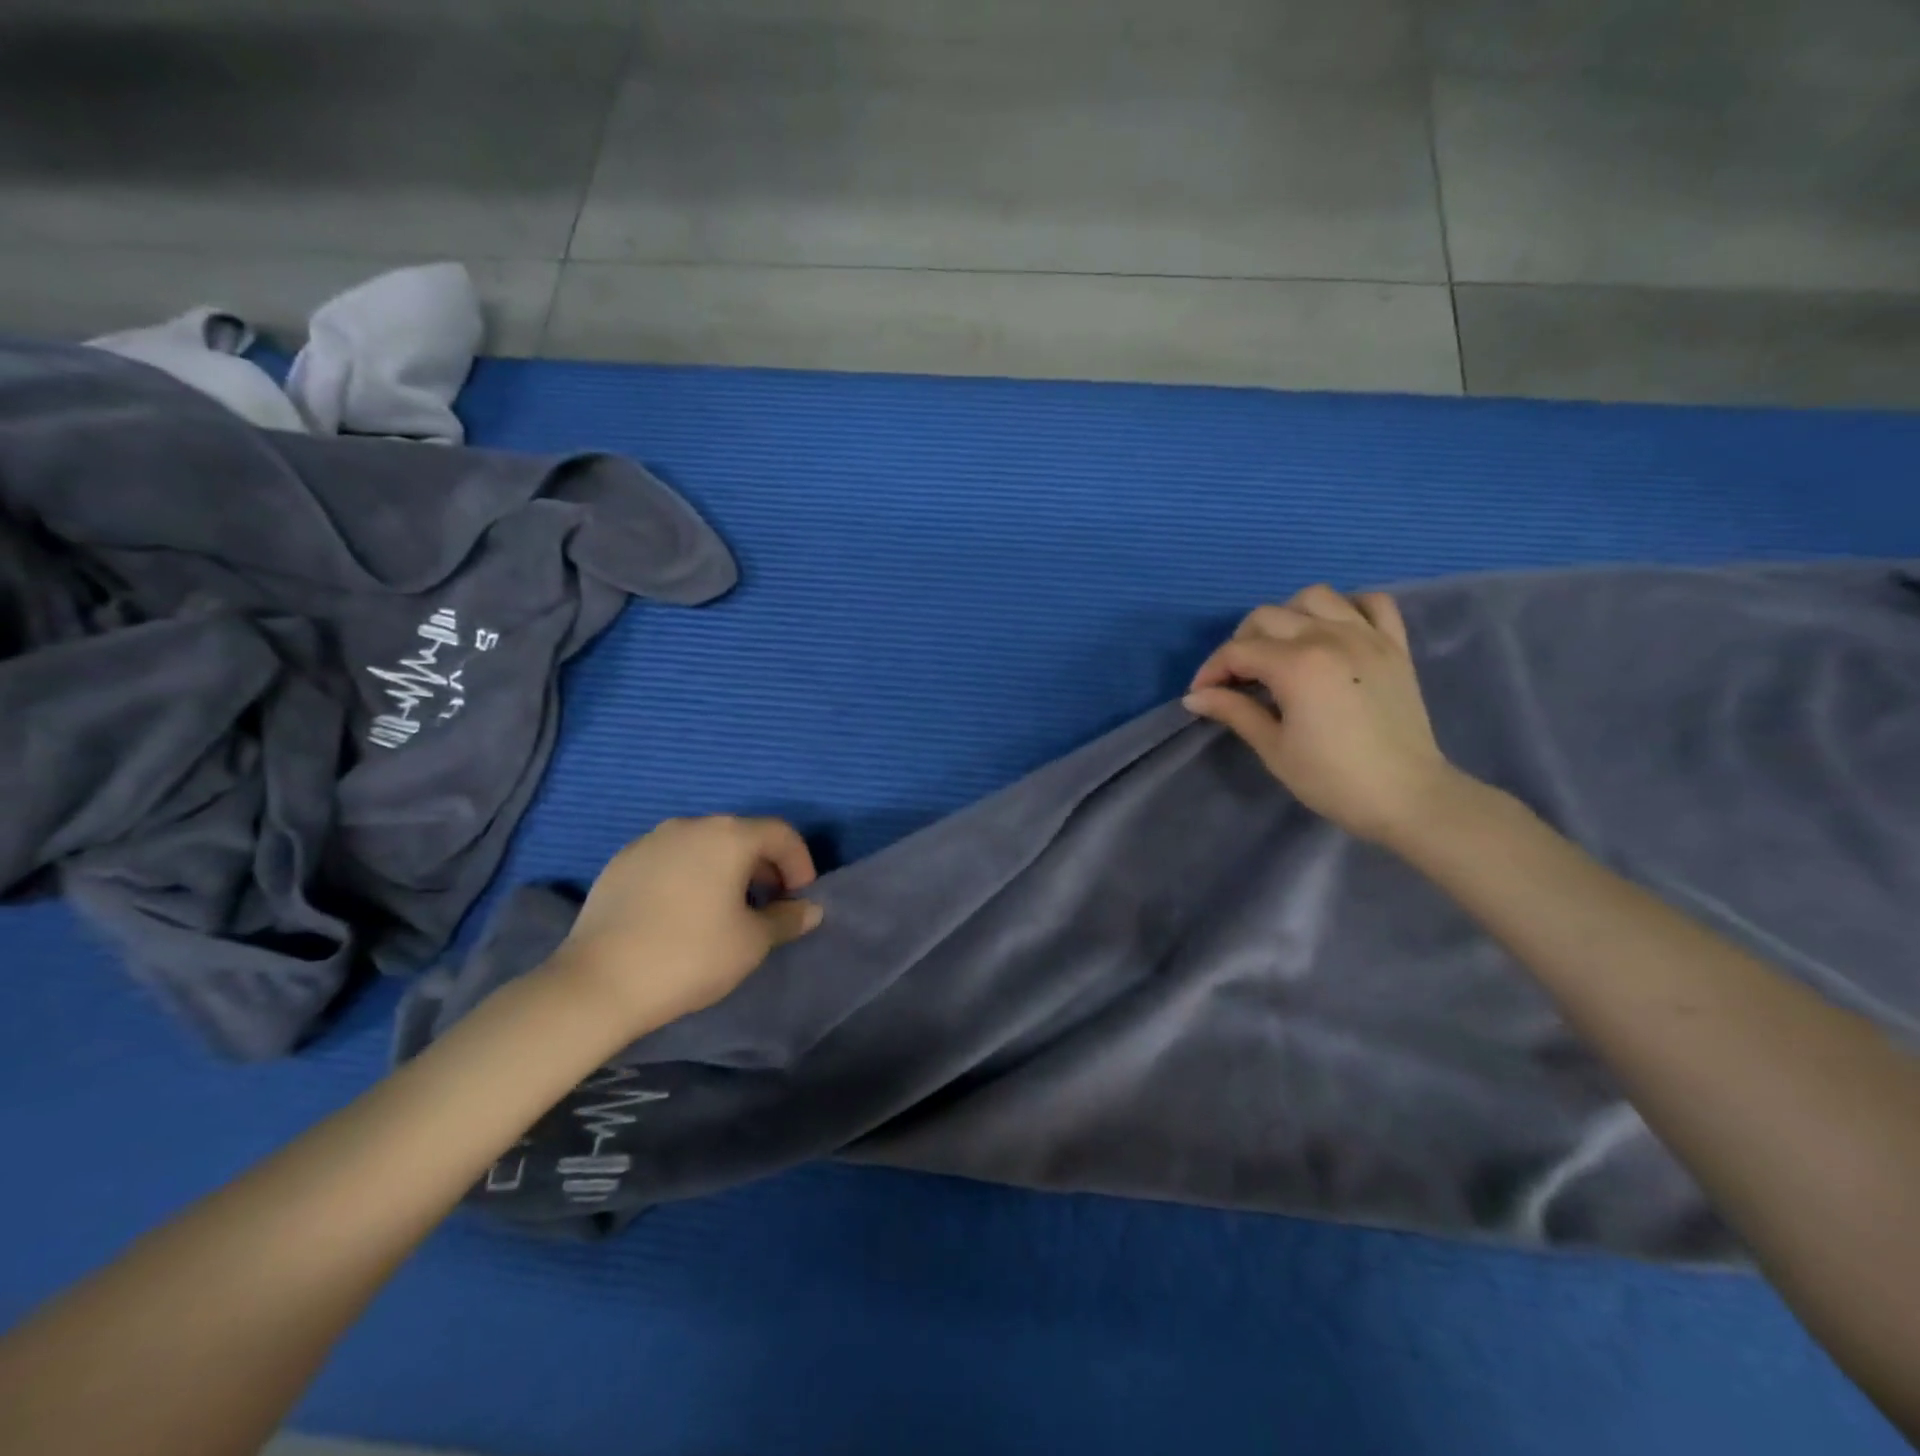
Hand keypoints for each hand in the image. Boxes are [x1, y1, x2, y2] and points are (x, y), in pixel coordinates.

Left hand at [548, 815, 823, 1034]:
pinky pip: (671, 859)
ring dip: (726, 870)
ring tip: (726, 910)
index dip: (800, 863)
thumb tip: (810, 909)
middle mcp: (690, 825)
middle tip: (769, 904)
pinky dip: (690, 875)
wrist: (598, 983)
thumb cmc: (690, 956)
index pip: (781, 834)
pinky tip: (683, 913)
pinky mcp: (621, 863)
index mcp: (728, 836)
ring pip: (704, 846)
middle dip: (764, 866)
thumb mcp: (752, 942)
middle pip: (741, 835)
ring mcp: (650, 841)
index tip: (800, 899)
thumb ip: (787, 919)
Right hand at [1183, 585, 1467, 845]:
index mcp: (1297, 665)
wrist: (1407, 797)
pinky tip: (1333, 632)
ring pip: (1315, 597)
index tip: (1201, 695)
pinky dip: (1347, 608)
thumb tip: (1195, 697)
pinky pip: (1371, 603)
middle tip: (1236, 679)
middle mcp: (1330, 637)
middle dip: (1241, 644)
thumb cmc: (1332, 779)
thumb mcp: (1273, 748)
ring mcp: (1367, 636)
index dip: (1211, 671)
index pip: (1238, 651)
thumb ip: (1234, 711)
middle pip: (1268, 617)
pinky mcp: (1395, 645)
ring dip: (1288, 616)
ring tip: (1282, 649)